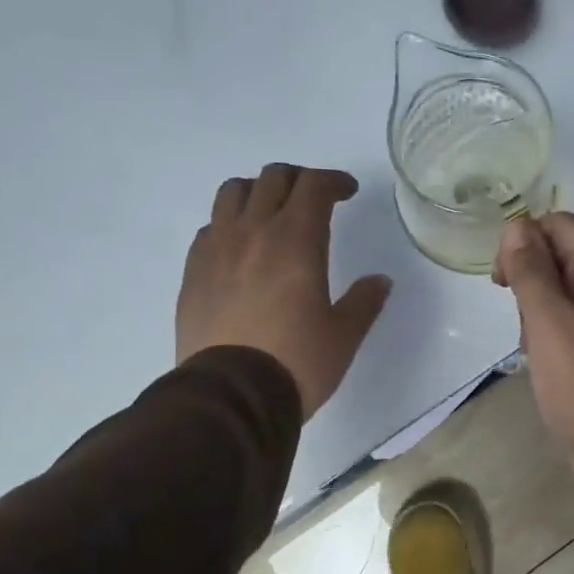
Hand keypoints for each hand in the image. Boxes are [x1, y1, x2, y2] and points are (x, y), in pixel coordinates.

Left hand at [176, 164, 391, 418]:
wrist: (231, 395)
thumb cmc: (297, 363)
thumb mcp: (344, 336)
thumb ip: (364, 302)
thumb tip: (379, 281)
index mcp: (296, 241)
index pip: (314, 186)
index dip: (334, 181)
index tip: (348, 192)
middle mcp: (253, 232)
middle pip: (273, 178)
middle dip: (299, 179)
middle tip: (314, 200)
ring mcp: (216, 249)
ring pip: (232, 192)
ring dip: (258, 191)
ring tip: (272, 213)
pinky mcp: (193, 271)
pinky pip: (210, 227)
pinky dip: (230, 224)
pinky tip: (241, 249)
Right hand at [494, 212, 573, 532]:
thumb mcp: (550, 325)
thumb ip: (531, 272)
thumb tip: (517, 226)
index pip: (561, 225)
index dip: (524, 240)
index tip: (501, 280)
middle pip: (562, 256)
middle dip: (530, 279)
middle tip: (521, 323)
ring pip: (563, 293)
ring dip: (537, 311)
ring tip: (533, 350)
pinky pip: (571, 325)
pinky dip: (550, 336)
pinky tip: (543, 365)